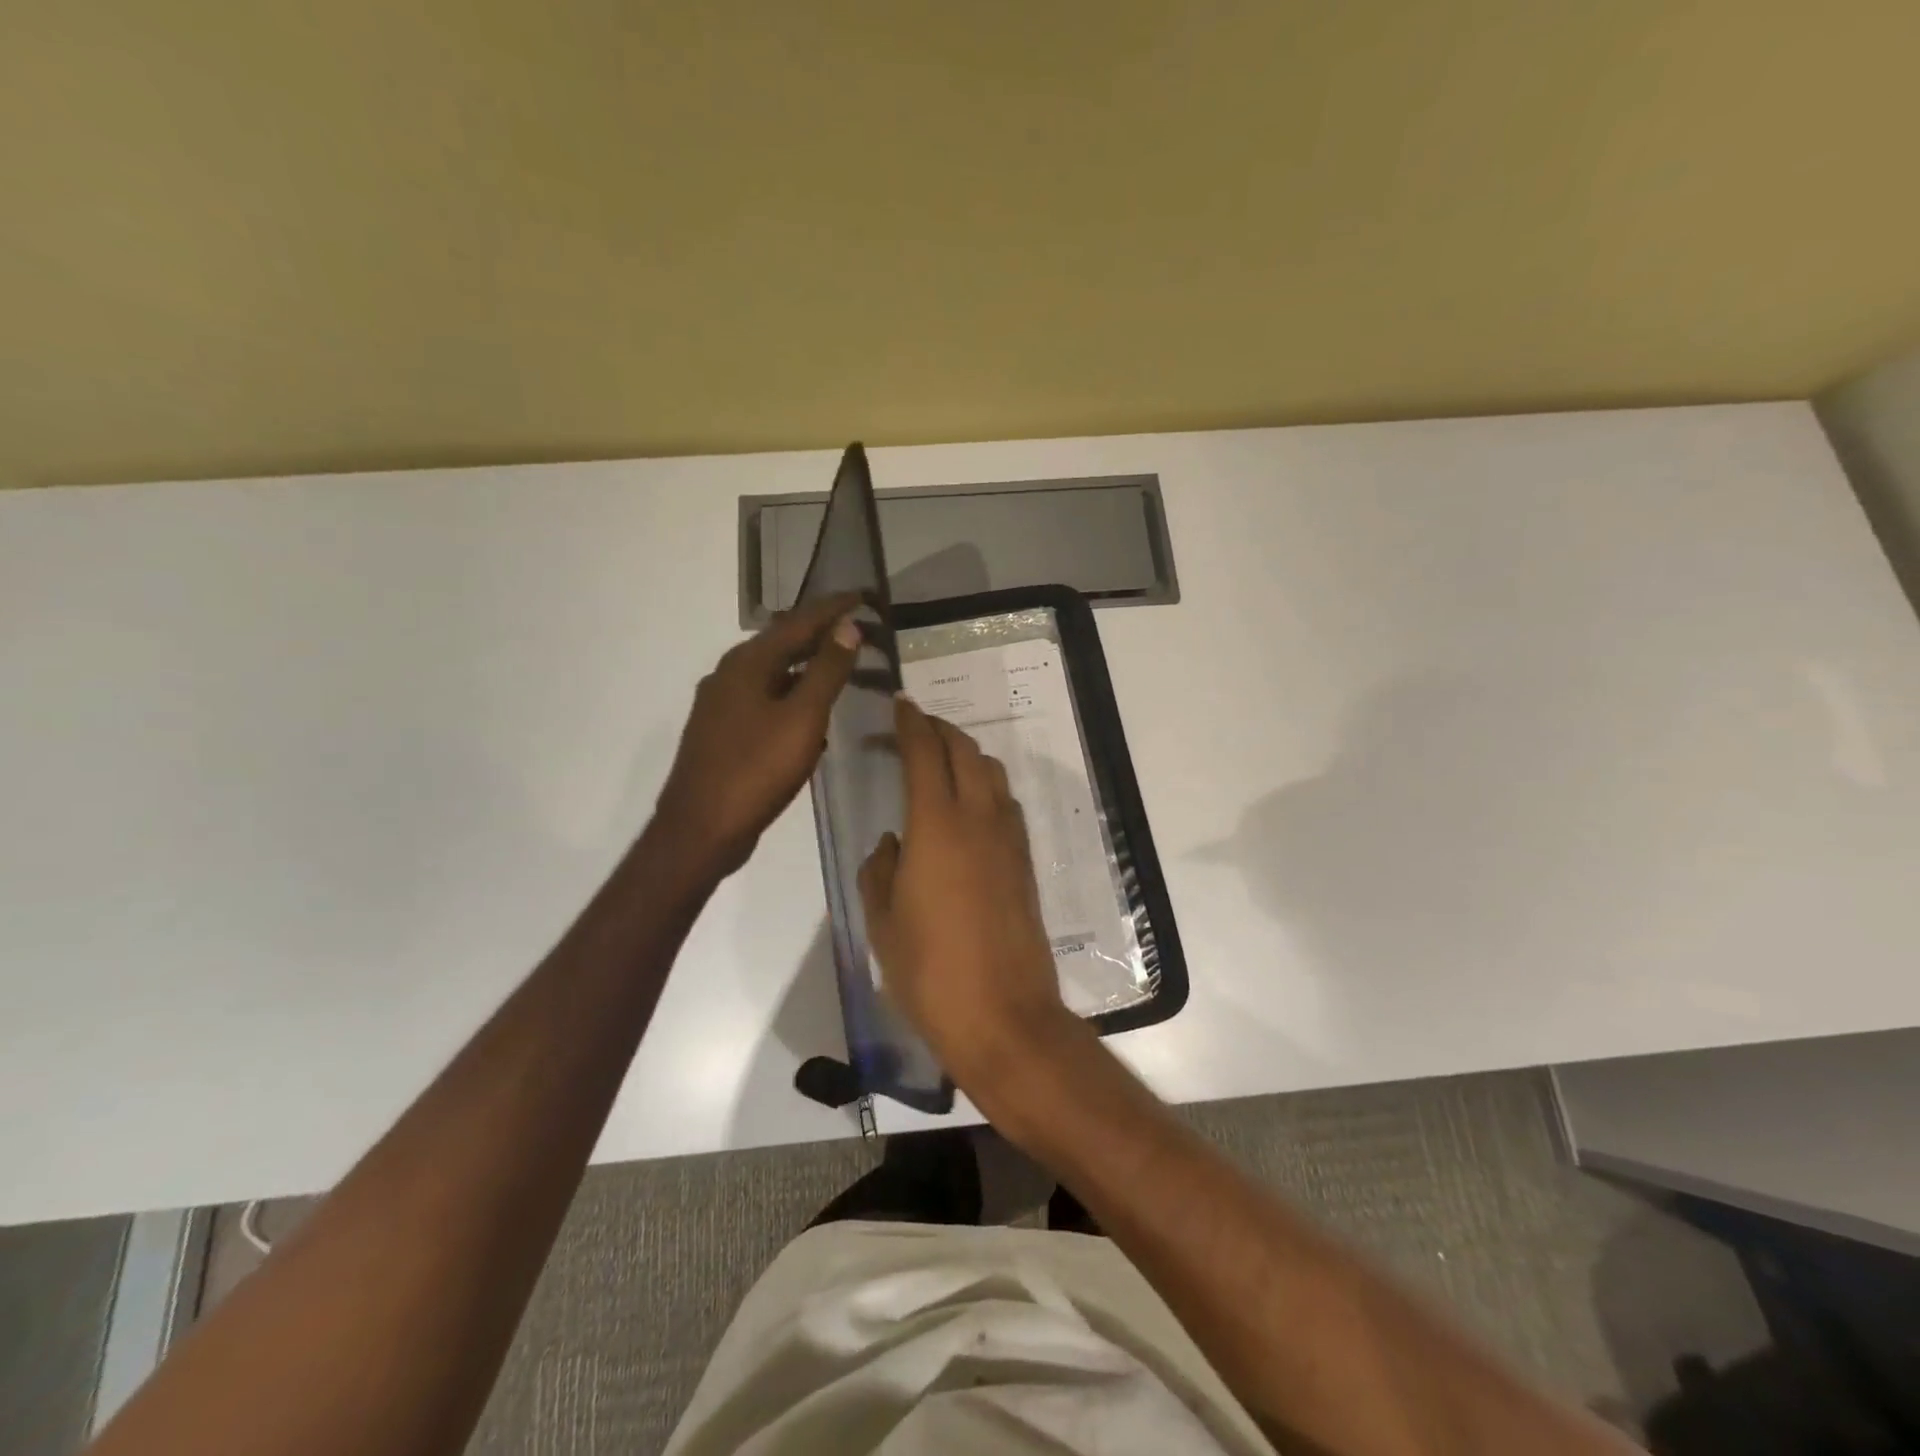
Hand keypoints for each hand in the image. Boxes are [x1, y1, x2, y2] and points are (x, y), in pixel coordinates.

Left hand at [653, 593, 861, 881]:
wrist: (700, 830)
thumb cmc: (756, 770)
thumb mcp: (802, 718)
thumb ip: (826, 670)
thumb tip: (847, 626)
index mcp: (747, 664)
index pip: (798, 622)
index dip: (833, 608)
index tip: (864, 596)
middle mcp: (729, 675)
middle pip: (783, 645)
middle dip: (821, 635)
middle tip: (859, 630)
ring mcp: (722, 706)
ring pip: (774, 675)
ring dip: (808, 668)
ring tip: (842, 667)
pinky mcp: (723, 734)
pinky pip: (766, 702)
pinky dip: (793, 699)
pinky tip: (812, 718)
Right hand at [858, 696, 1075, 1096]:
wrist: (1003, 1015)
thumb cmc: (929, 971)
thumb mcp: (882, 921)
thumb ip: (881, 870)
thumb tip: (893, 843)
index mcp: (937, 826)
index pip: (925, 754)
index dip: (911, 724)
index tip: (900, 704)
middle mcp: (979, 819)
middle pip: (965, 752)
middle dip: (940, 730)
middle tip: (917, 725)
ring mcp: (1009, 840)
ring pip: (992, 774)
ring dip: (967, 754)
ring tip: (943, 759)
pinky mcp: (1025, 863)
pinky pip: (1005, 804)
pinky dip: (986, 786)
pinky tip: (970, 804)